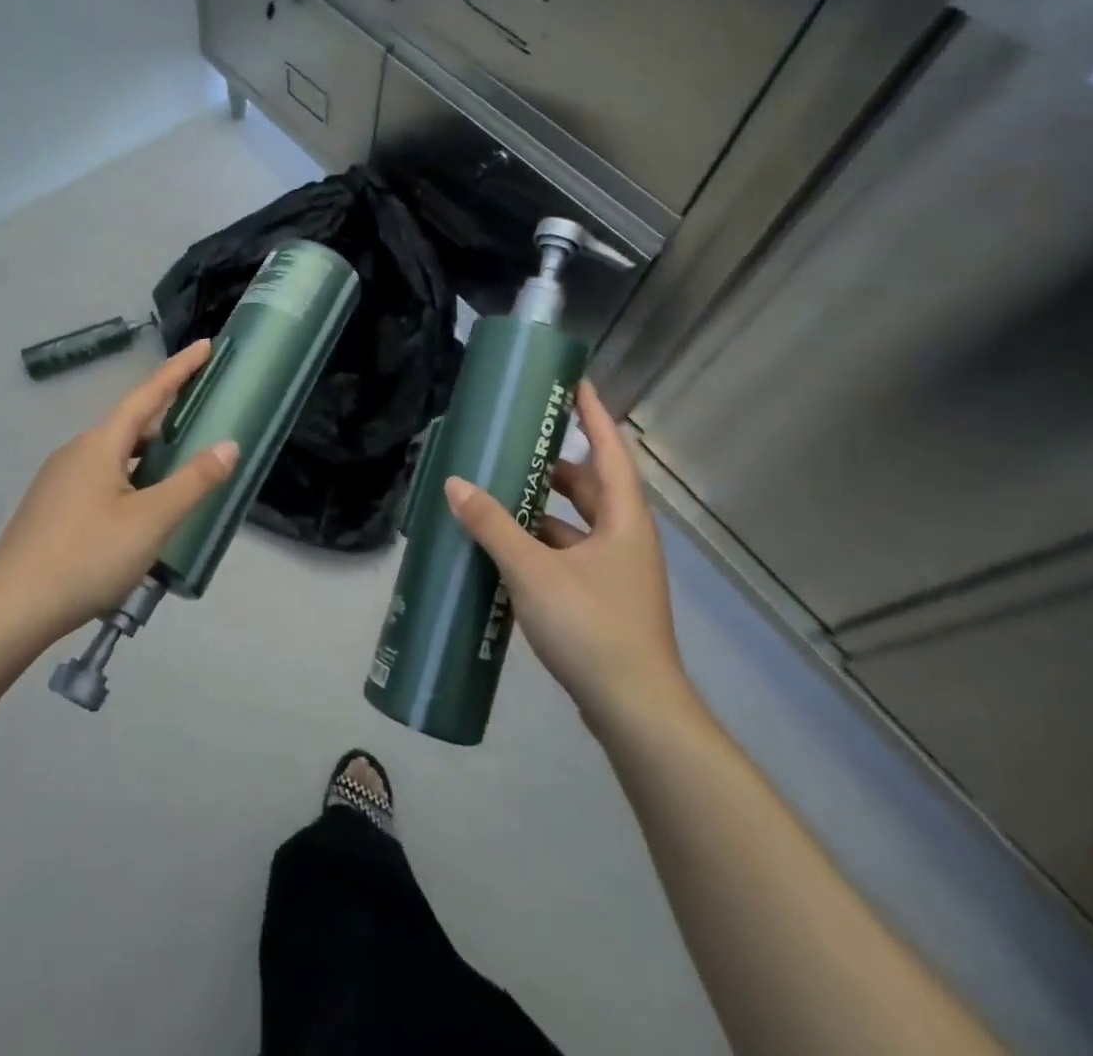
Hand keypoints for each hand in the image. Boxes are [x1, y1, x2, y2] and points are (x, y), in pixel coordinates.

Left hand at [0, 341, 238, 640]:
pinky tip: (143, 509)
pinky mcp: (53, 507)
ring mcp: (60, 480)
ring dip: (151, 455)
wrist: (12, 608)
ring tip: (182, 470)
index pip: (148, 394)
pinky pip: (102, 478)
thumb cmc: (88, 556)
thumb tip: (229, 445)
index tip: (206, 346)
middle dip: (169, 419)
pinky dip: (132, 479)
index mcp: (100, 444)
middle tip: (205, 420)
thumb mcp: (153, 519)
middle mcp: (77, 451)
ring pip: (116, 455)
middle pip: (132, 425)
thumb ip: (194, 481)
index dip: (180, 370)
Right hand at [444, 379, 688, 731]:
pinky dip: (542, 544)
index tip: (573, 381)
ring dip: (544, 509)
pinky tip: (507, 550)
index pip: (610, 449)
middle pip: (592, 486)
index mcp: (624, 519)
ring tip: (500, 493)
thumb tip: (456, 484)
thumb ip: (493, 525)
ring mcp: (618, 571)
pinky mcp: (604, 599)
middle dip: (555, 464)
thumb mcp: (533, 570)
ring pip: (578, 524)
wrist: (636, 711)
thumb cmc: (592, 626)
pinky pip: (570, 554)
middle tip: (516, 445)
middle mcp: (626, 538)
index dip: (593, 413)